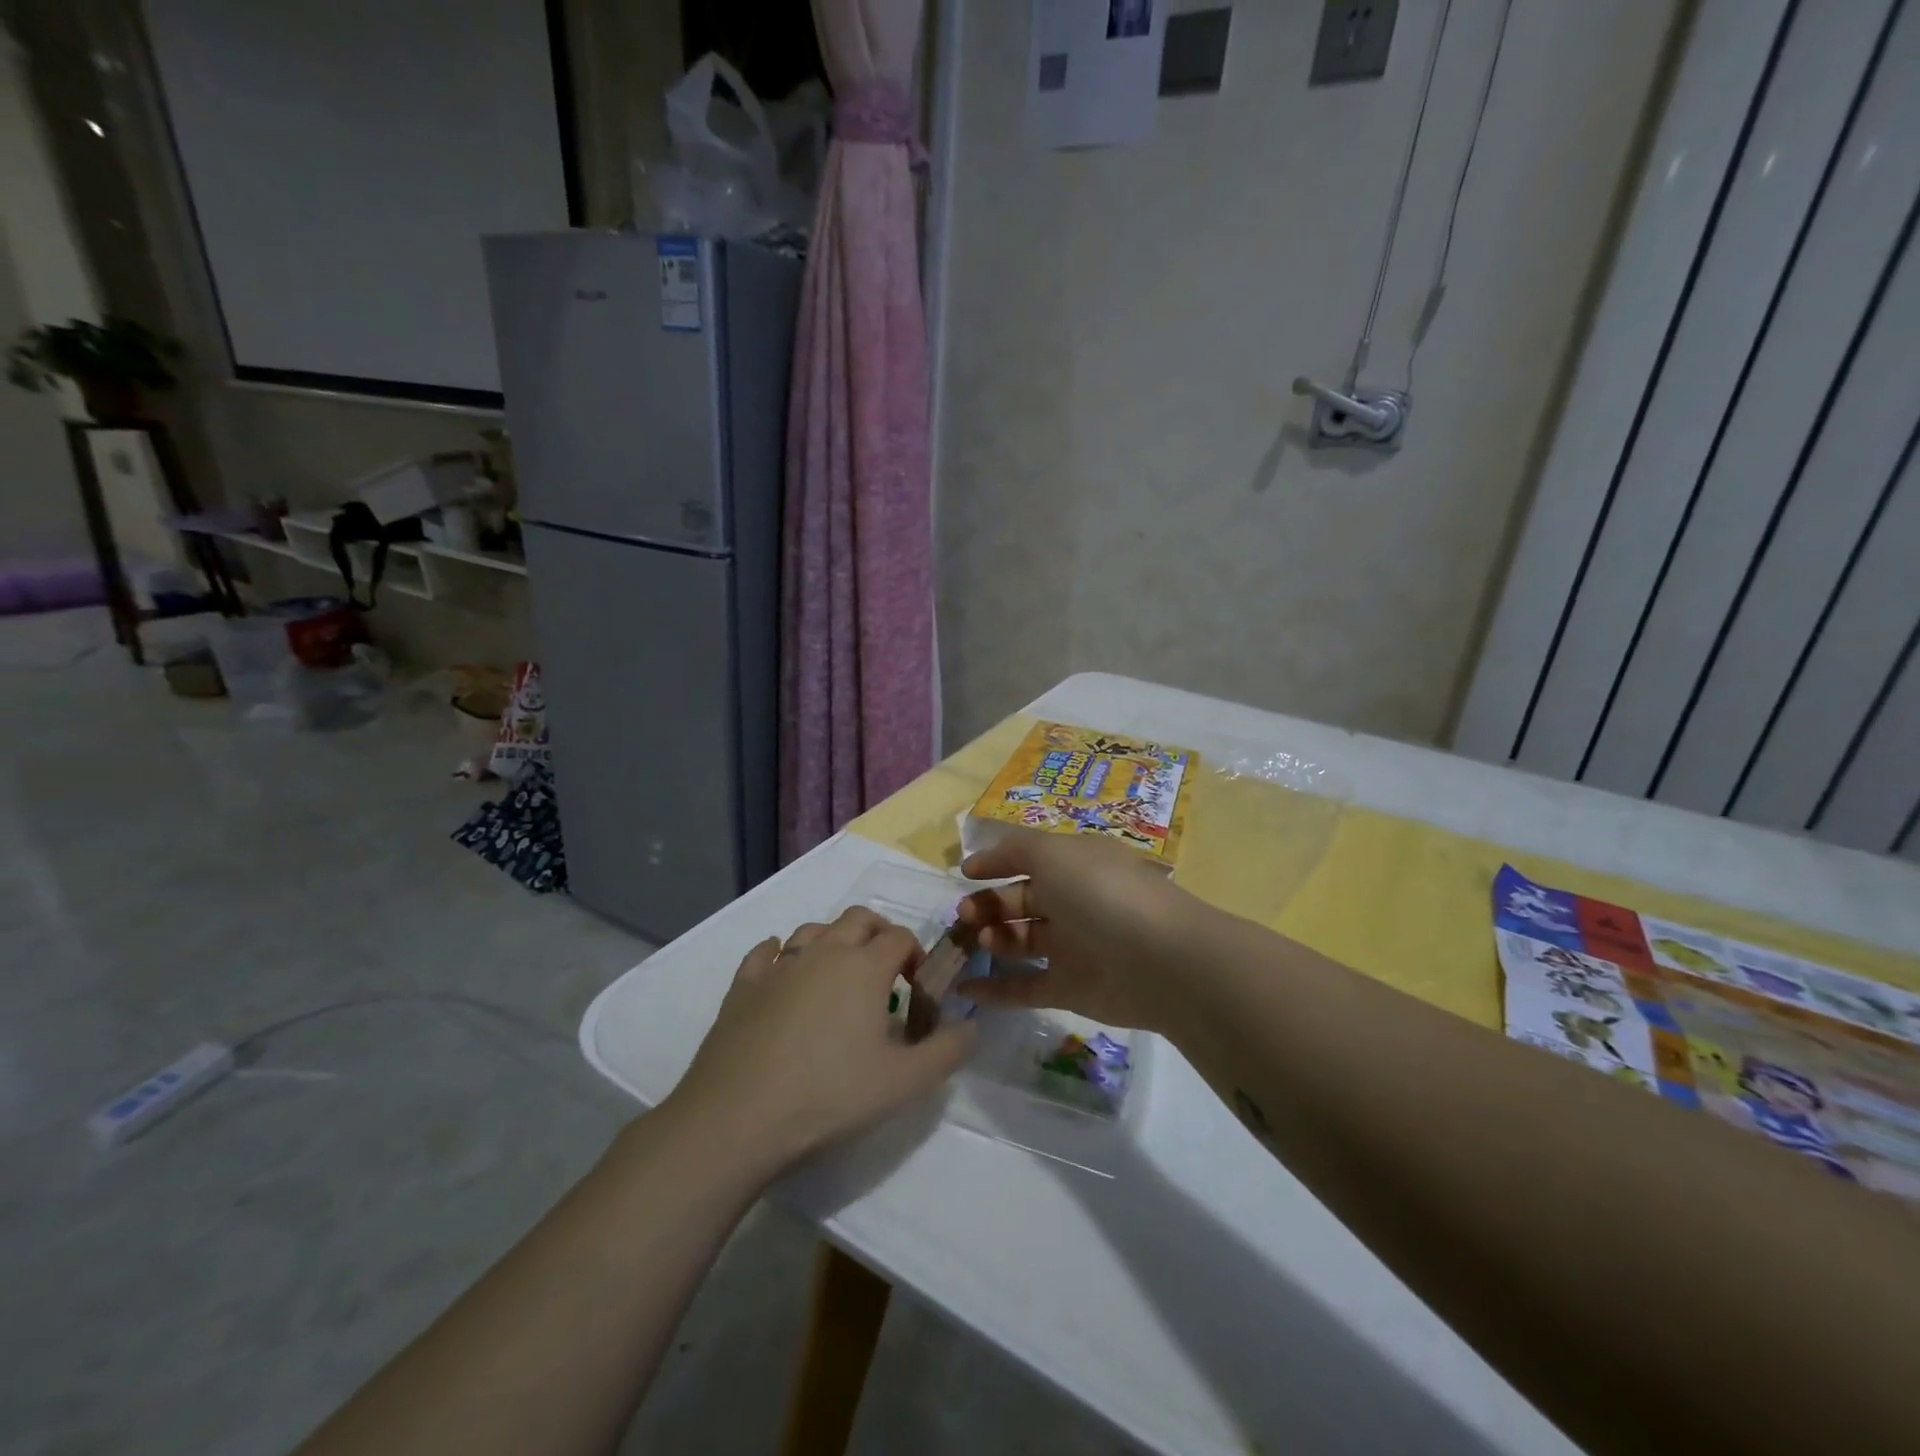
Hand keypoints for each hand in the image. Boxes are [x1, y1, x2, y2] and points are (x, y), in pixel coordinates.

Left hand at [664, 908, 975, 1176]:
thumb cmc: (830, 1096)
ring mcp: (778, 966)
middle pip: (858, 918)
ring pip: (812, 930)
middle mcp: (823, 952)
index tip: (917, 989)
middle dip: (878, 934)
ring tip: (838, 975)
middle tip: (884, 972)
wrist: (738, 1119)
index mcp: (865, 967)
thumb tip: (971, 1026)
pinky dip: (778, 954)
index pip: (900, 937)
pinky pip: (764, 953)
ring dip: (832, 941)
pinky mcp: (743, 986)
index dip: (916, 955)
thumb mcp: (904, 1083)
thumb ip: (947, 1052)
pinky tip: (780, 970)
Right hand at [954, 830, 1195, 1032]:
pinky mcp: (1070, 989)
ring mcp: (1072, 947)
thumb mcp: (1053, 852)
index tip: (964, 874)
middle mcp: (1073, 902)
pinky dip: (994, 990)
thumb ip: (1015, 849)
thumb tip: (984, 857)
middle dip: (987, 905)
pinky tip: (964, 989)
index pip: (1028, 859)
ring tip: (976, 943)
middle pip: (1020, 901)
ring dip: (991, 940)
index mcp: (1074, 864)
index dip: (996, 863)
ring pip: (1020, 942)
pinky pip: (1024, 987)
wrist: (1160, 960)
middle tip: (963, 915)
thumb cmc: (1100, 892)